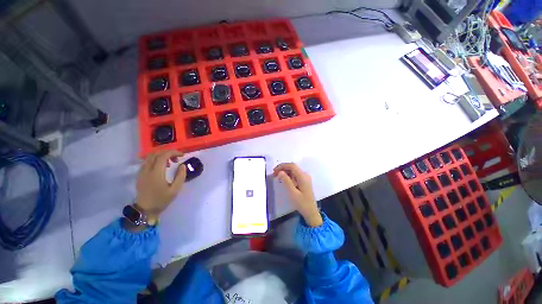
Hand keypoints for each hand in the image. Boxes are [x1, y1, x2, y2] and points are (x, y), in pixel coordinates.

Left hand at [135, 150, 186, 222]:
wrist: (144, 210)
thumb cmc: (161, 200)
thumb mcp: (175, 190)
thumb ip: (180, 176)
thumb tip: (182, 165)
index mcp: (156, 173)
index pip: (163, 156)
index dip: (174, 152)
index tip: (182, 155)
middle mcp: (147, 170)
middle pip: (156, 154)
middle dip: (168, 152)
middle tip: (177, 158)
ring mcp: (142, 172)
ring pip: (150, 156)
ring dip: (161, 156)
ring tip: (170, 162)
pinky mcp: (140, 175)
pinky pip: (147, 162)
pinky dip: (156, 160)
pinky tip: (162, 166)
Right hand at [273, 163, 322, 226]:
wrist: (311, 212)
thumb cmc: (302, 203)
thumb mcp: (293, 193)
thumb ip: (286, 181)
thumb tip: (280, 172)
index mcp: (303, 176)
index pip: (292, 166)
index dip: (282, 166)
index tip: (274, 170)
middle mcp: (304, 175)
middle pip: (292, 167)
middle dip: (283, 168)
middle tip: (274, 174)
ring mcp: (305, 178)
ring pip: (293, 171)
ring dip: (285, 172)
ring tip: (277, 177)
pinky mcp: (304, 181)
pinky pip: (295, 175)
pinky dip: (288, 176)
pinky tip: (283, 180)